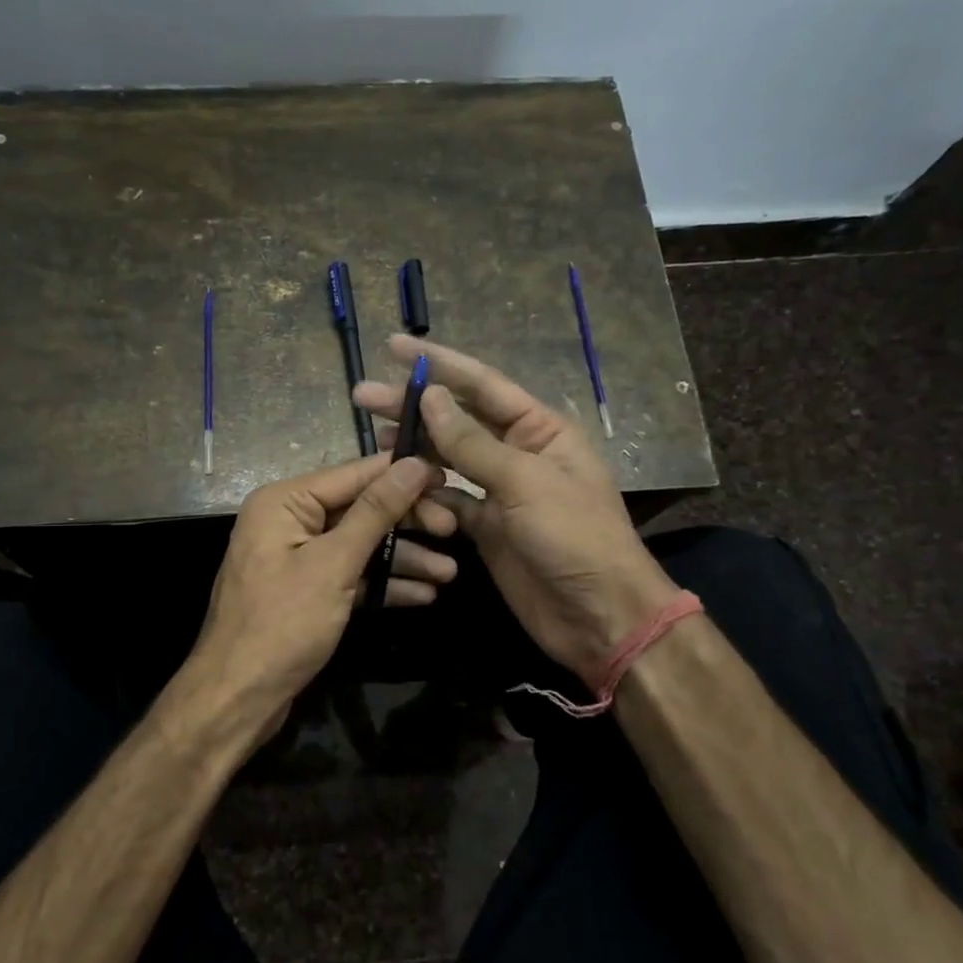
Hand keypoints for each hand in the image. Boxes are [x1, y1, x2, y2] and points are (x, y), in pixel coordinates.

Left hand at [185, 453, 451, 735]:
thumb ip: (375, 512)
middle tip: (454, 531)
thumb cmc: (283, 623)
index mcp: (284, 502)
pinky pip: (350, 574)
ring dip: (403, 558)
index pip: (354, 474)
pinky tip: (423, 595)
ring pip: (360, 545)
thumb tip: (413, 464)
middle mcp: (288, 521)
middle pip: (359, 509)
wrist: (238, 697)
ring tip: (450, 573)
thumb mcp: (334, 564)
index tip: (449, 477)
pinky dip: (382, 583)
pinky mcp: (307, 591)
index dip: (403, 475)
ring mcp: (297, 557)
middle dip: (407, 522)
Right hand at [355, 337, 681, 687]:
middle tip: (363, 398)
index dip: (439, 363)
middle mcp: (517, 453)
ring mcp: (499, 492)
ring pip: (447, 460)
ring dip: (414, 452)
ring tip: (376, 442)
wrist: (599, 616)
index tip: (394, 346)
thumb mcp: (524, 482)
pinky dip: (424, 497)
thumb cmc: (574, 537)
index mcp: (539, 429)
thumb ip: (472, 443)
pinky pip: (447, 501)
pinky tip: (398, 489)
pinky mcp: (485, 528)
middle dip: (413, 408)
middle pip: (457, 420)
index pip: (483, 384)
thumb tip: (431, 398)